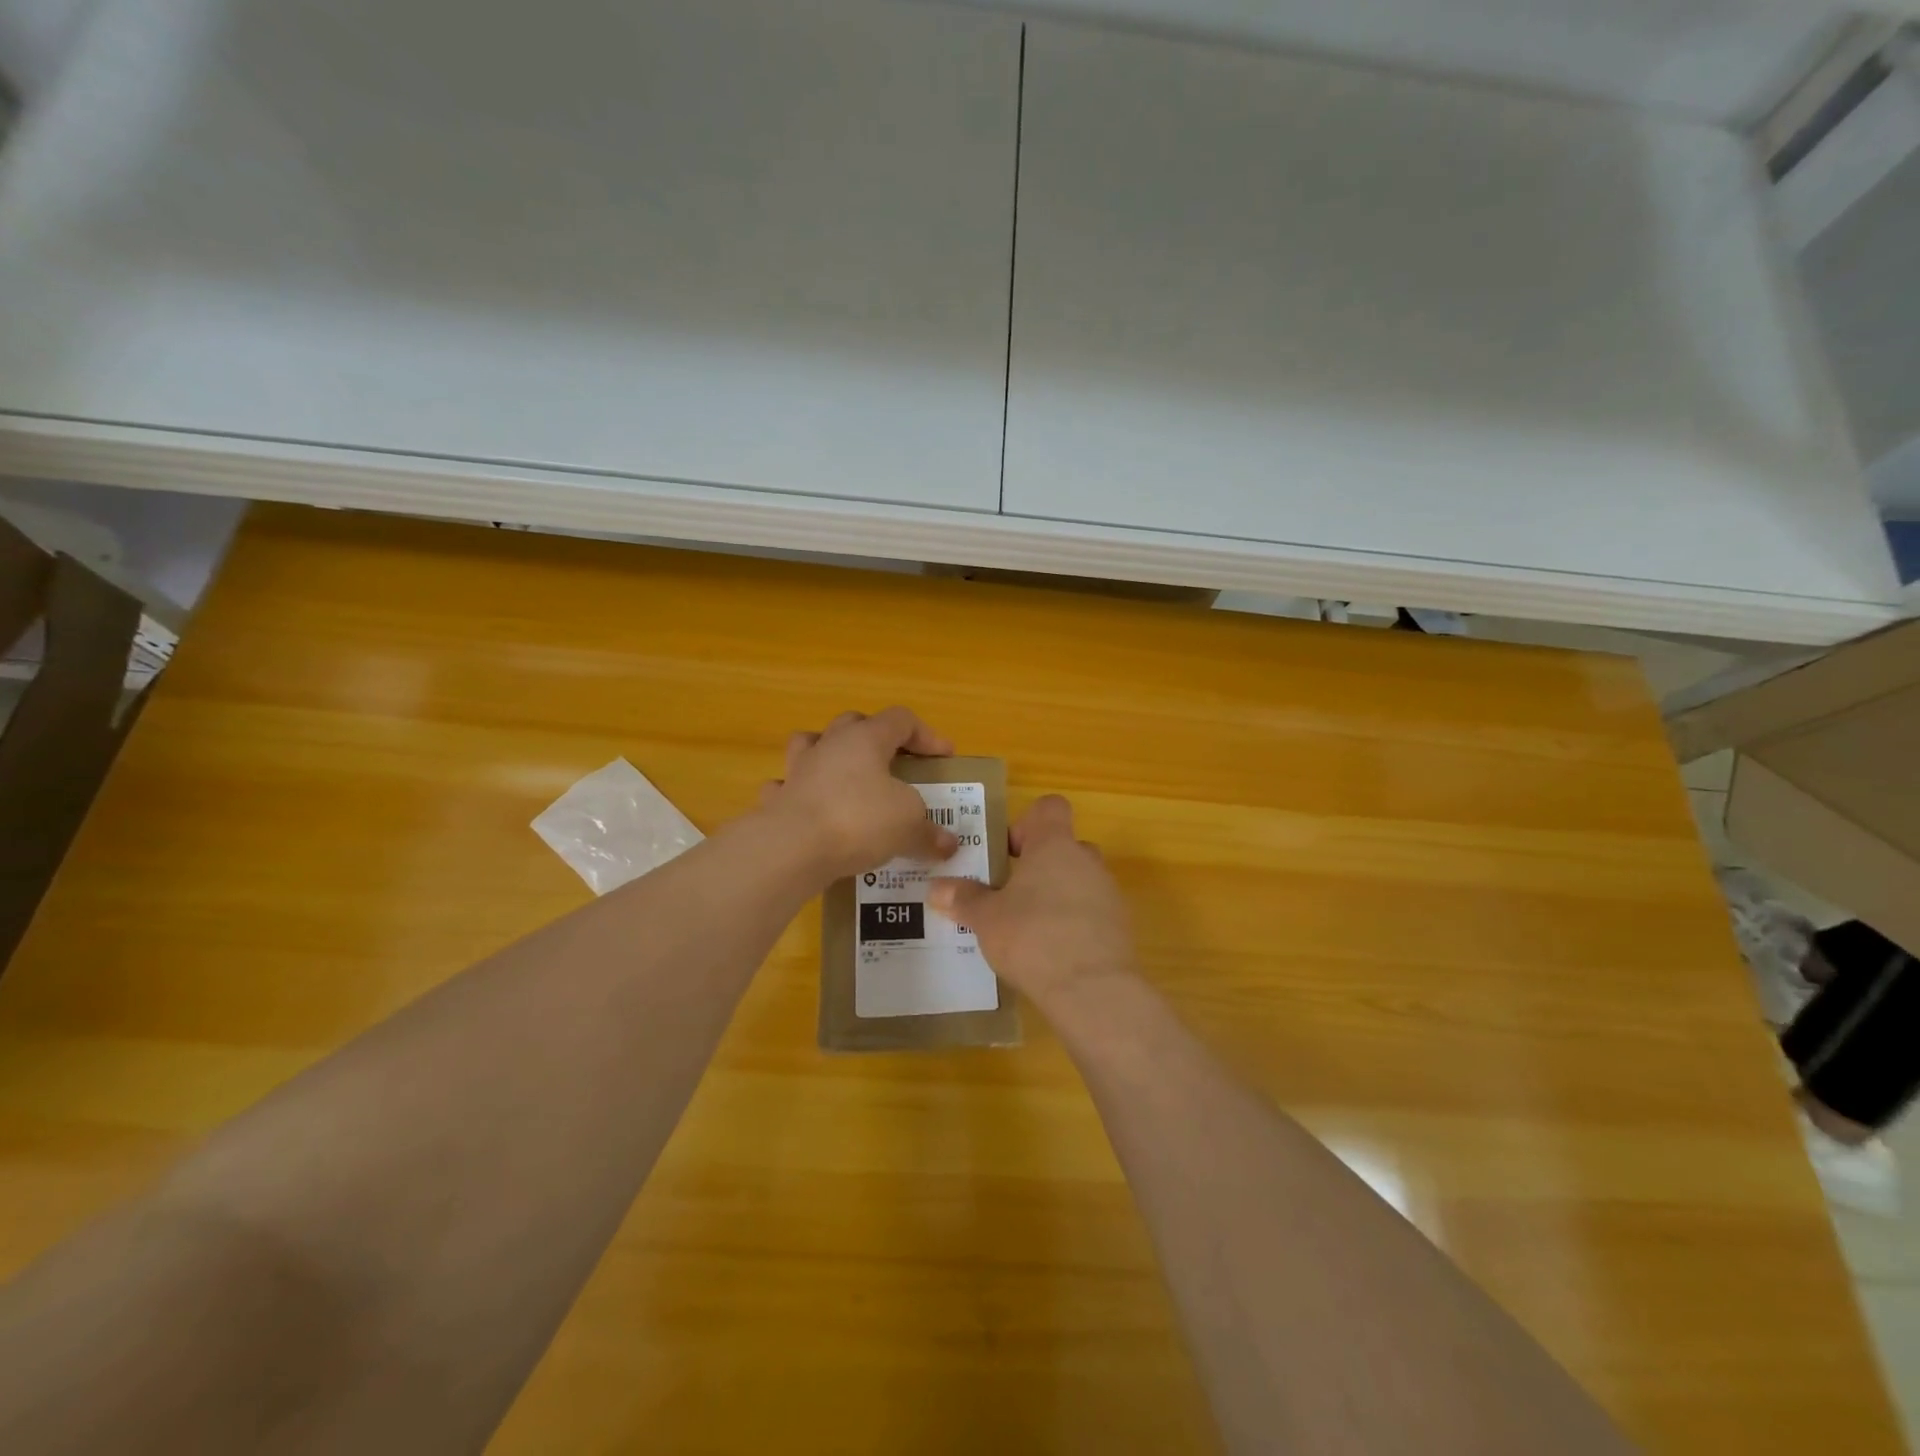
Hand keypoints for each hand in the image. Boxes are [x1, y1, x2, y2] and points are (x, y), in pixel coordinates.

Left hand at [757, 708, 958, 881]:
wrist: (792, 848)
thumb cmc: (858, 820)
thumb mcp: (908, 824)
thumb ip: (930, 832)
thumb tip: (948, 844)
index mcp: (865, 738)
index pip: (901, 719)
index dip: (926, 735)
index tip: (944, 758)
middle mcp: (829, 744)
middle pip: (855, 723)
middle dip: (877, 738)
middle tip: (895, 764)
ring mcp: (798, 770)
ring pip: (811, 744)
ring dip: (830, 755)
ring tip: (847, 777)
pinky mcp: (776, 800)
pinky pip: (787, 787)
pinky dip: (800, 795)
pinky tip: (812, 811)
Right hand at [926, 795, 1134, 1008]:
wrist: (1093, 990)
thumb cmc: (1033, 937)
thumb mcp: (986, 918)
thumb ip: (963, 899)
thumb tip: (935, 888)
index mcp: (1055, 845)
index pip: (1050, 808)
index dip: (1027, 822)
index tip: (1008, 853)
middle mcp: (1087, 861)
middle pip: (1064, 847)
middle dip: (1039, 866)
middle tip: (1010, 894)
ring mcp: (1108, 894)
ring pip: (1079, 881)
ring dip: (1056, 896)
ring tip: (1027, 929)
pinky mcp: (1120, 928)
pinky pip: (1091, 913)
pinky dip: (1073, 925)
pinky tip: (1051, 954)